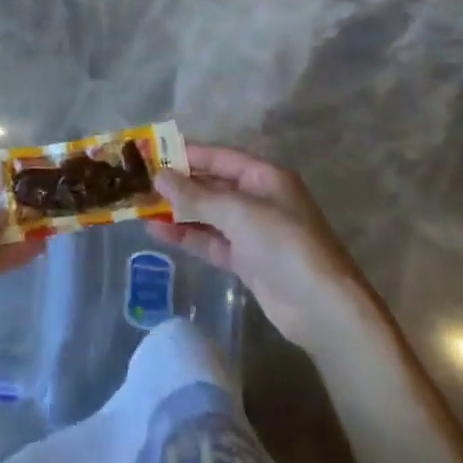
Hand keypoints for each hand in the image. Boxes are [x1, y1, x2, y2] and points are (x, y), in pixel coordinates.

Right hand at [149, 145, 367, 349]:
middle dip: (179, 185)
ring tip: (141, 208)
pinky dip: (187, 236)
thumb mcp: (238, 212)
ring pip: (208, 215)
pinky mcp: (247, 261)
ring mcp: (253, 232)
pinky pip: (211, 241)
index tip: (152, 154)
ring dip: (178, 211)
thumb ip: (196, 195)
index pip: (220, 158)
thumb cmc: (284, 244)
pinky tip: (158, 233)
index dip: (187, 155)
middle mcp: (259, 199)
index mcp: (265, 177)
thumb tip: (159, 176)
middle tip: (140, 183)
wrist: (322, 308)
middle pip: (212, 185)